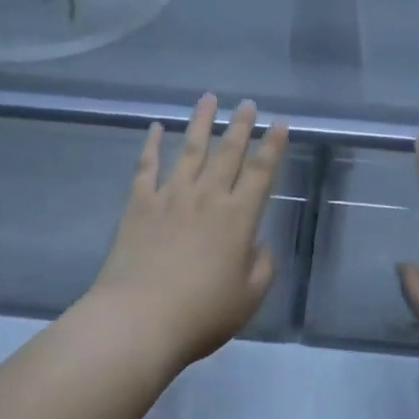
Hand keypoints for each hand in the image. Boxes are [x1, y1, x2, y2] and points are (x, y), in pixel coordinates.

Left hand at [82, 95, 289, 368]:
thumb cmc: (200, 314)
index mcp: (238, 218)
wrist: (139, 319)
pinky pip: (146, 167)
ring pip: (190, 150)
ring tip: (209, 99)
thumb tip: (257, 244)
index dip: (272, 147)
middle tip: (248, 103)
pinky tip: (156, 128)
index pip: (261, 173)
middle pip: (228, 154)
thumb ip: (261, 267)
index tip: (279, 123)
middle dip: (240, 126)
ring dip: (201, 123)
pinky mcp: (139, 205)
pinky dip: (152, 145)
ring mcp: (170, 197)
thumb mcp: (248, 298)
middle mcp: (207, 198)